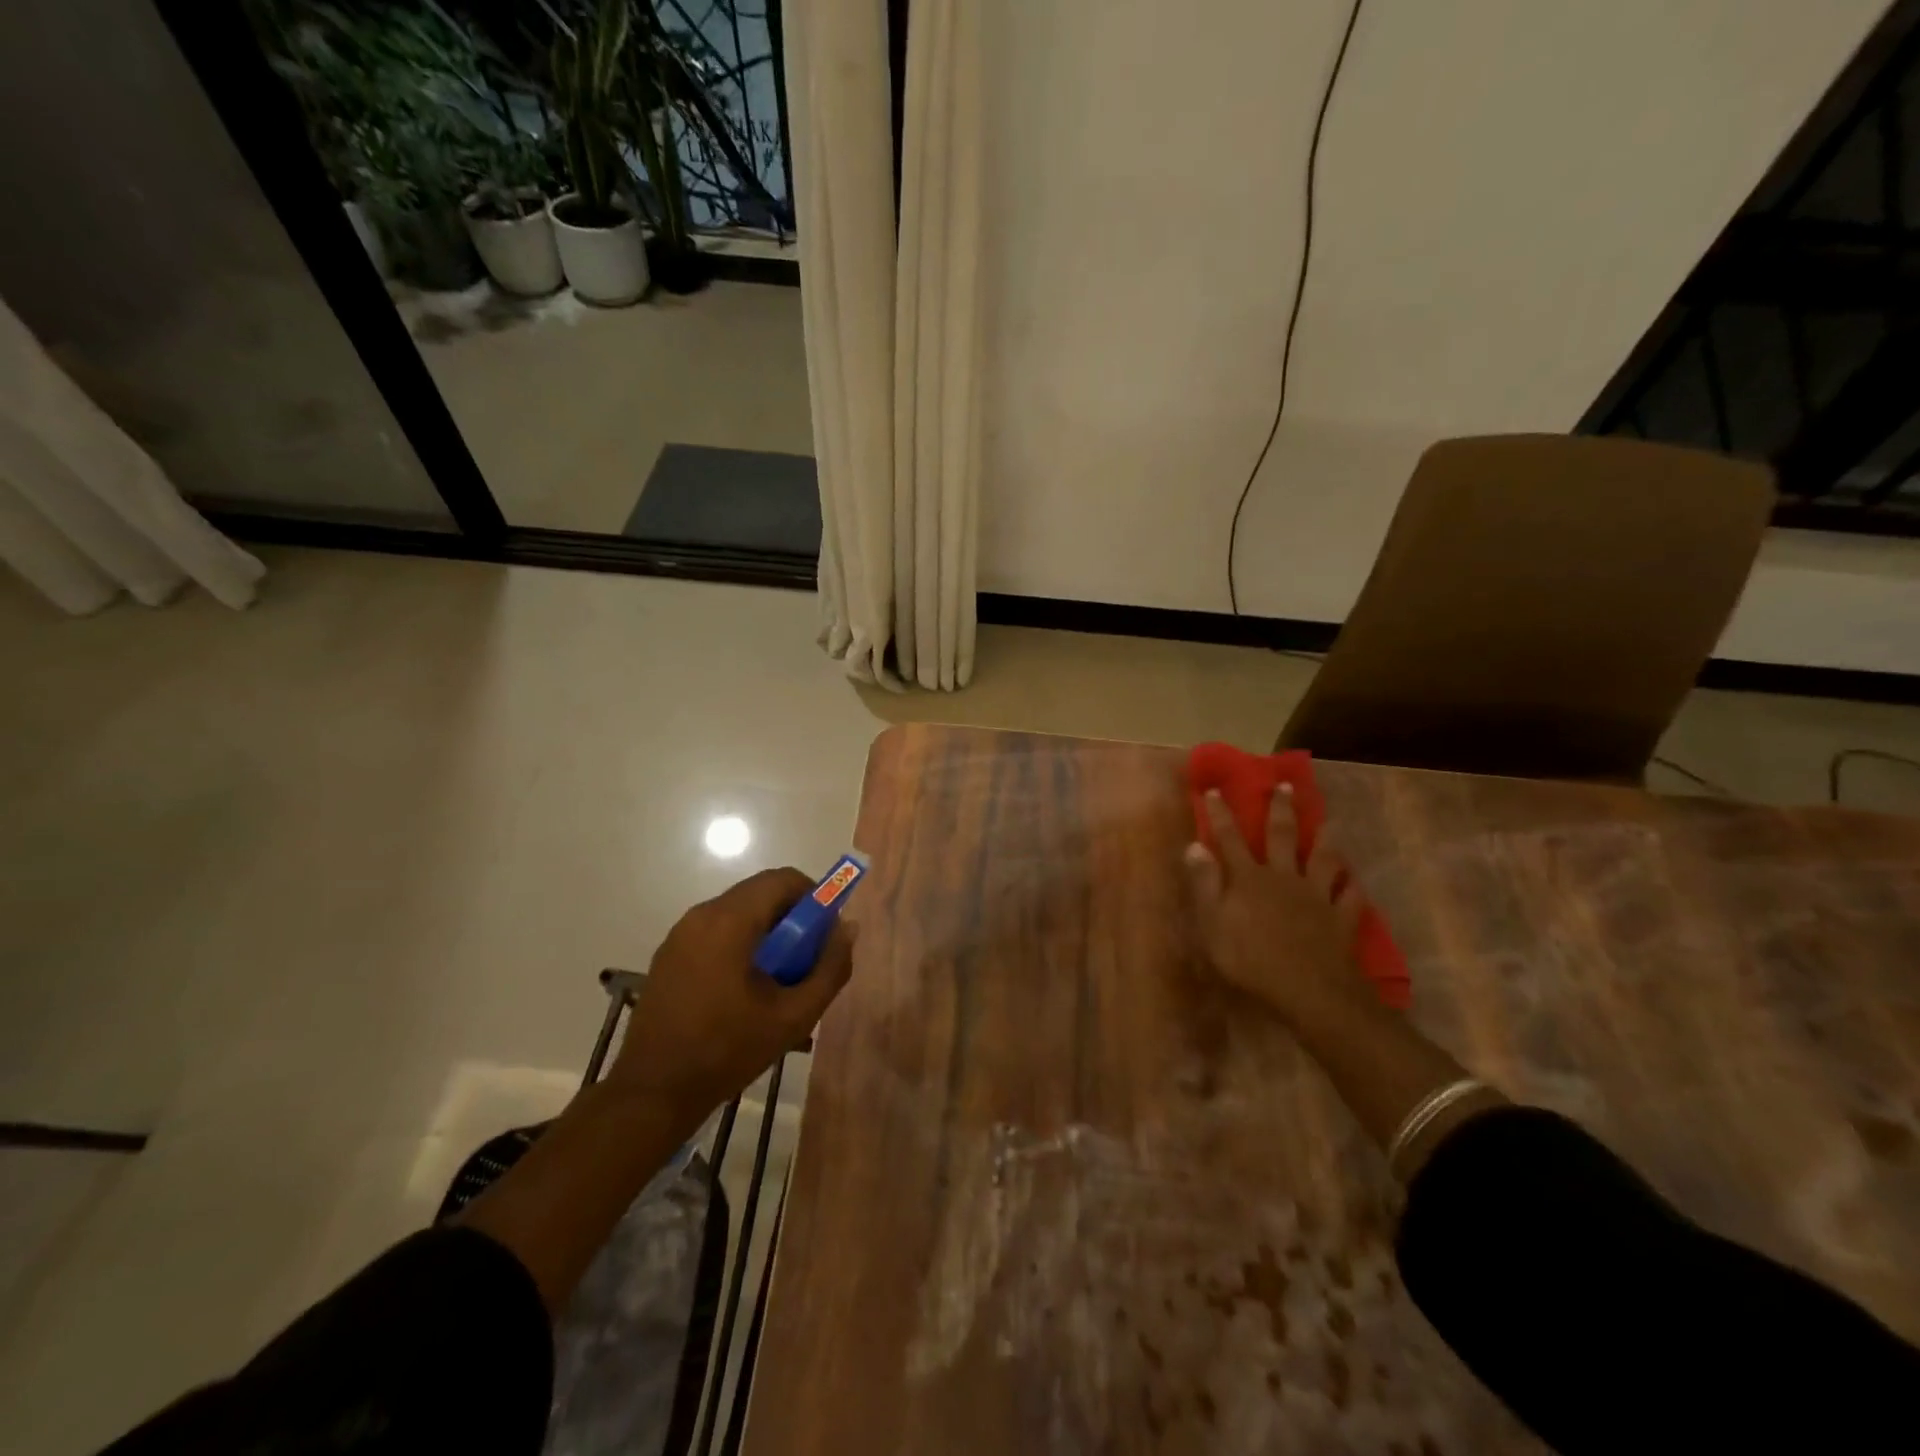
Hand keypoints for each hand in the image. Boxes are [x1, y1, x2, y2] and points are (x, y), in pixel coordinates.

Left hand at [609, 868, 854, 1120]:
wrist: (654, 1092)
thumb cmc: (728, 1050)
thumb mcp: (794, 1016)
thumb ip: (830, 968)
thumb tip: (848, 928)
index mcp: (730, 921)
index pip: (782, 880)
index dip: (813, 897)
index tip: (825, 932)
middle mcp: (701, 915)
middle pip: (760, 894)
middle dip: (791, 918)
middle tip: (805, 960)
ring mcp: (680, 934)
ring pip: (737, 912)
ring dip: (766, 932)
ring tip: (777, 979)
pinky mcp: (668, 954)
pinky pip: (715, 931)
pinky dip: (740, 943)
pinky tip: (743, 990)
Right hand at [1185, 787, 1372, 1028]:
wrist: (1310, 990)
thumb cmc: (1250, 959)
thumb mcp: (1213, 923)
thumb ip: (1204, 883)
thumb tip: (1193, 845)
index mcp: (1249, 878)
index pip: (1230, 839)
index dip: (1221, 814)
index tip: (1215, 790)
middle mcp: (1284, 877)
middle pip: (1282, 837)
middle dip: (1281, 810)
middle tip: (1286, 785)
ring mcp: (1316, 896)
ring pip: (1322, 859)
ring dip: (1325, 839)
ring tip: (1329, 821)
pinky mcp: (1341, 919)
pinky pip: (1350, 897)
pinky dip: (1352, 886)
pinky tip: (1355, 880)